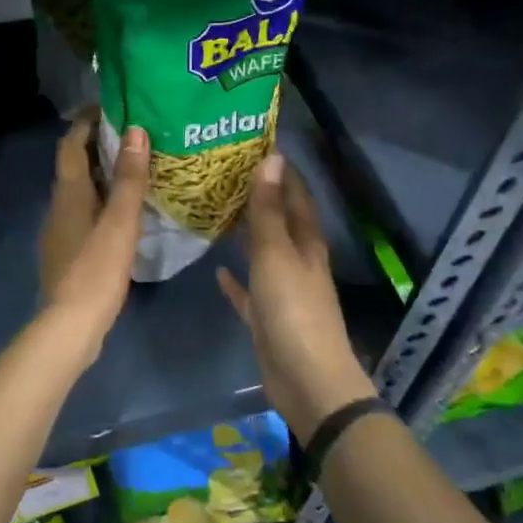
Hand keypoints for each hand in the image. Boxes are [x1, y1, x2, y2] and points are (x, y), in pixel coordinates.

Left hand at [37, 111, 148, 351]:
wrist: (69, 325)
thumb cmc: (96, 269)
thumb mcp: (120, 221)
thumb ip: (130, 178)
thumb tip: (135, 131)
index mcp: (68, 193)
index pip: (70, 144)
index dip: (85, 121)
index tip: (109, 106)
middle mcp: (58, 206)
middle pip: (73, 165)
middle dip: (95, 145)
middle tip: (130, 134)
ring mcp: (59, 231)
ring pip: (78, 190)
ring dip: (99, 173)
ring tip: (132, 168)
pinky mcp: (66, 252)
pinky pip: (82, 212)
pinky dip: (100, 200)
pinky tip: (121, 212)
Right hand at [217, 153, 376, 440]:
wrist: (306, 379)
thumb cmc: (293, 310)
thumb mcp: (276, 254)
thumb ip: (269, 209)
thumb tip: (272, 158)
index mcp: (306, 242)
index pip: (295, 194)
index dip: (280, 169)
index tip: (254, 143)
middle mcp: (297, 260)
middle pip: (278, 220)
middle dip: (258, 196)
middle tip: (223, 173)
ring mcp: (283, 289)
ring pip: (262, 252)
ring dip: (245, 233)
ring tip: (216, 211)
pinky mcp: (267, 316)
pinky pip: (249, 291)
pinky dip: (236, 279)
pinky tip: (218, 269)